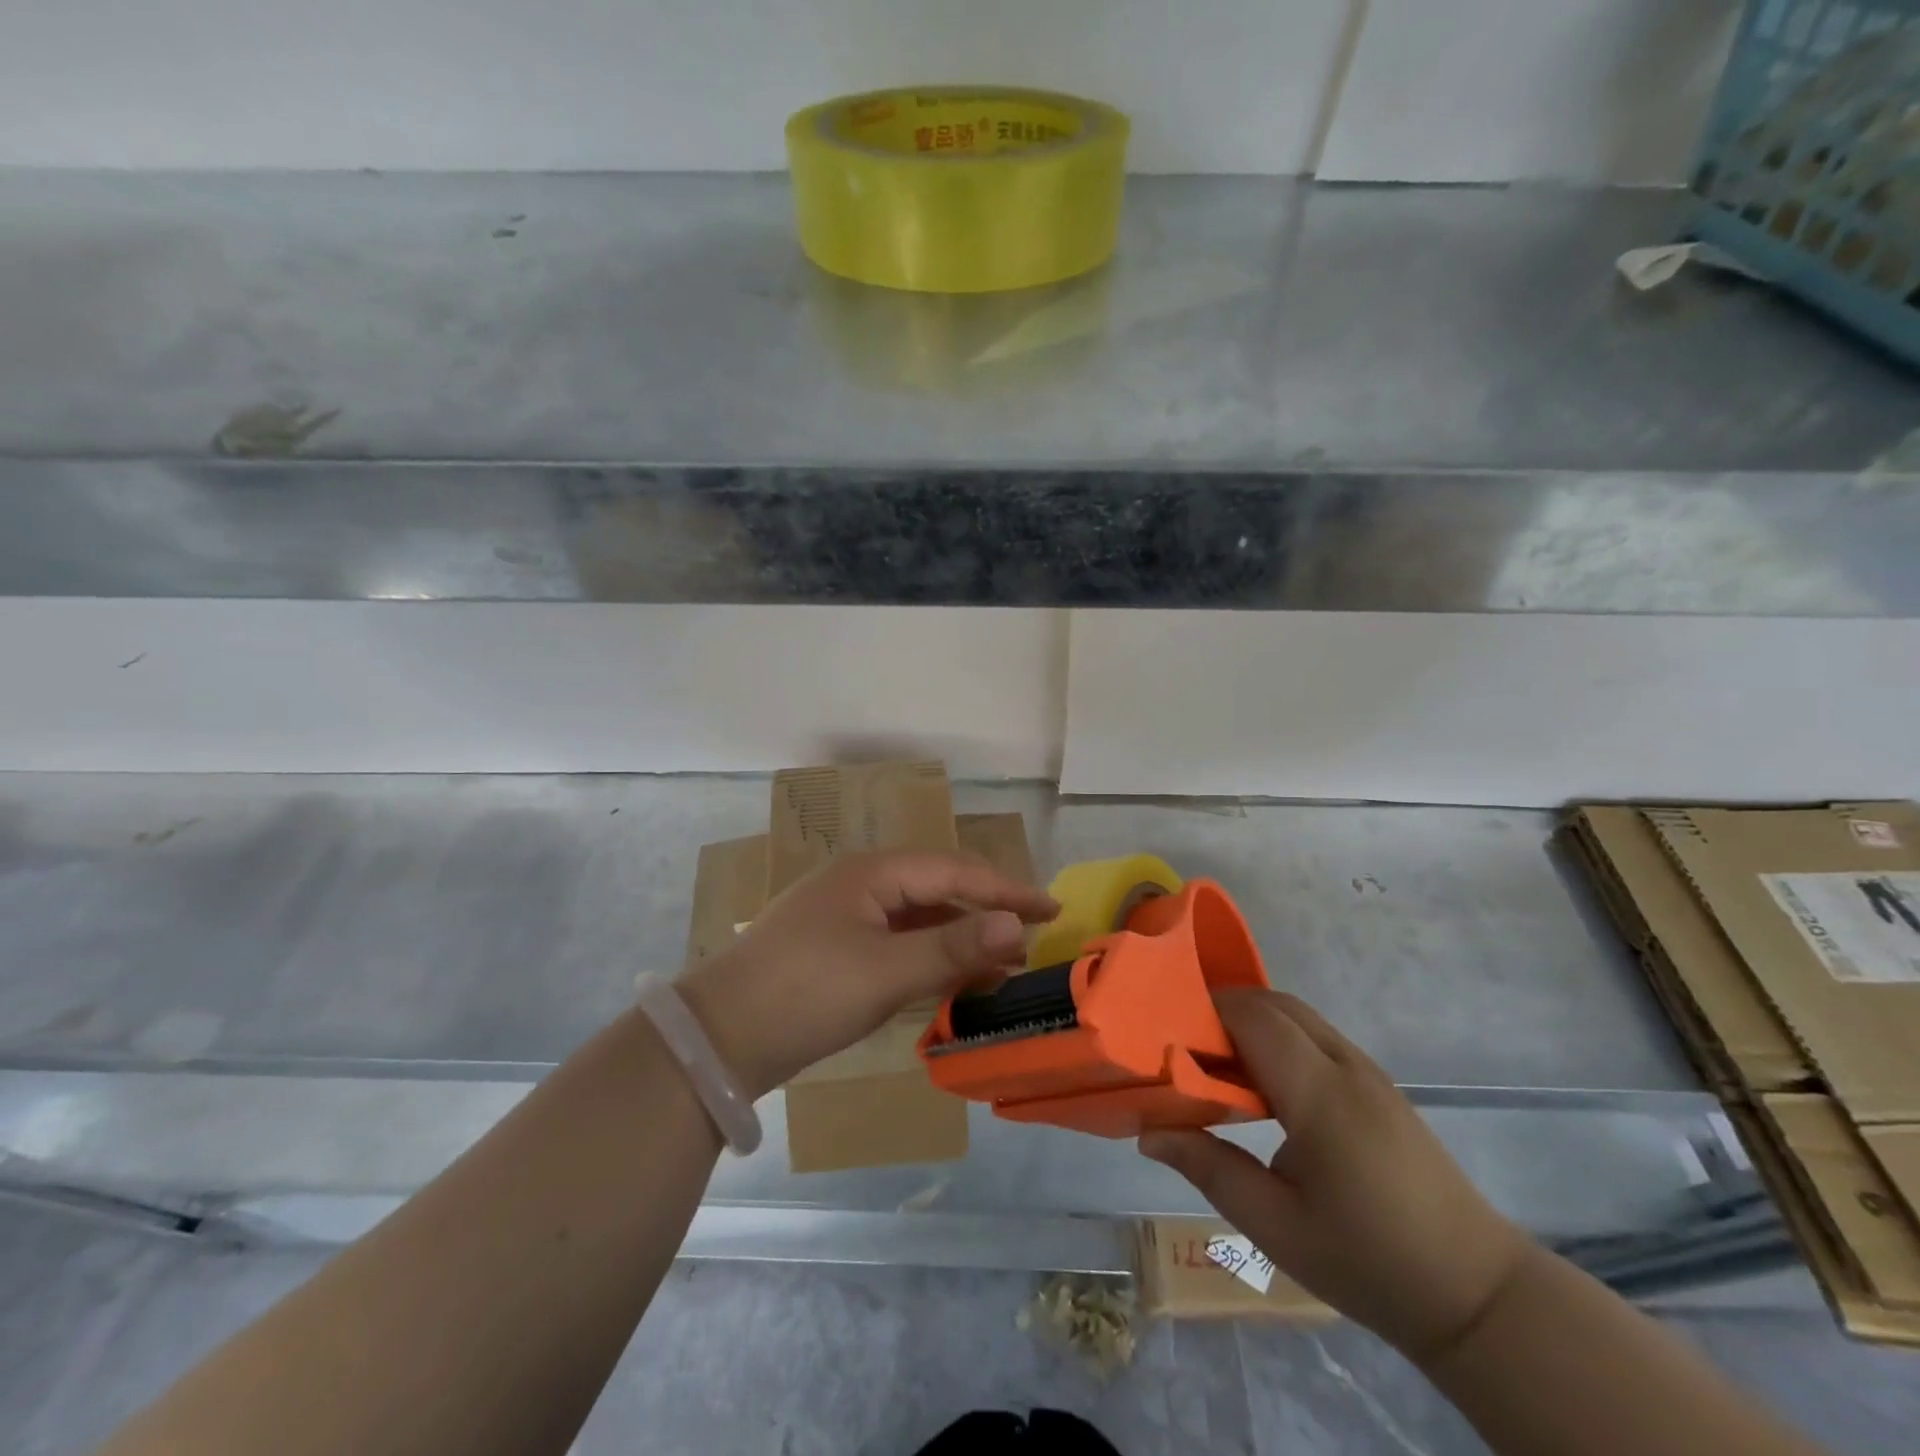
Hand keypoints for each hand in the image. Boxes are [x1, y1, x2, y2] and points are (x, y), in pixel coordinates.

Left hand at [678, 851, 1058, 1097]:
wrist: (717, 1038)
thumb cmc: (806, 992)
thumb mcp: (886, 971)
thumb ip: (953, 947)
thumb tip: (1015, 926)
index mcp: (872, 872)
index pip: (955, 871)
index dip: (1006, 890)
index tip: (1051, 909)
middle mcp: (860, 883)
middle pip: (937, 888)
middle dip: (985, 910)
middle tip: (1032, 935)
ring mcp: (845, 915)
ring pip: (917, 917)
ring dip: (959, 936)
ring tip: (1002, 962)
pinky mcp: (835, 948)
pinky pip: (897, 941)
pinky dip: (929, 956)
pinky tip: (951, 977)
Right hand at [1139, 989, 1532, 1363]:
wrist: (1477, 1294)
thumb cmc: (1369, 1261)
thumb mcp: (1276, 1226)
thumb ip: (1209, 1168)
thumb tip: (1147, 1132)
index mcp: (1321, 1095)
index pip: (1254, 1017)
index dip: (1206, 1011)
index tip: (1168, 1034)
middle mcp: (1347, 1066)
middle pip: (1276, 1003)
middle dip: (1224, 1009)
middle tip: (1185, 1047)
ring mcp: (1369, 1072)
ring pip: (1299, 1015)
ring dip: (1252, 1021)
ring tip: (1217, 1064)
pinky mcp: (1380, 1085)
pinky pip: (1317, 1036)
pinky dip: (1279, 1037)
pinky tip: (1264, 1084)